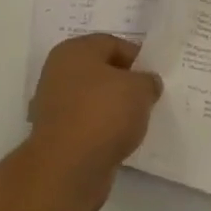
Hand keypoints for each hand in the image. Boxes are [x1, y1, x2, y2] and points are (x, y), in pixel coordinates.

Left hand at [26, 34, 160, 210]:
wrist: (68, 168)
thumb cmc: (103, 114)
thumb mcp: (138, 89)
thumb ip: (147, 80)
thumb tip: (146, 83)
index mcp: (74, 50)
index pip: (112, 43)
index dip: (138, 57)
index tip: (156, 76)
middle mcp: (59, 72)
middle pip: (101, 71)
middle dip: (126, 83)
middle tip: (150, 97)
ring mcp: (55, 104)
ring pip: (94, 98)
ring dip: (115, 108)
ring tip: (139, 121)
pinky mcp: (57, 134)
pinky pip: (88, 123)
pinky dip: (104, 129)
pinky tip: (121, 140)